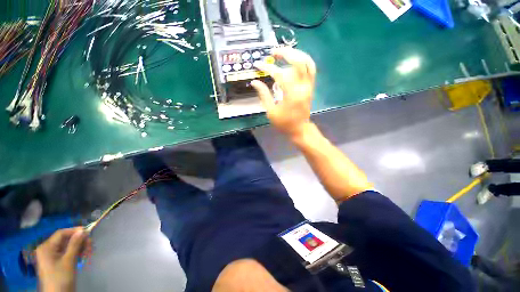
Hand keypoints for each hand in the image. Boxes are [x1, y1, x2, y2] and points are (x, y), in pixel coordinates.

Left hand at [35, 227, 89, 291]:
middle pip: (65, 240)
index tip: (88, 231)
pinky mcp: (56, 262)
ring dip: (79, 247)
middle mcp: (47, 249)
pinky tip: (83, 256)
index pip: (61, 233)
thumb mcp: (69, 261)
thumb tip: (83, 231)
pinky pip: (67, 253)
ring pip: (68, 247)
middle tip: (91, 245)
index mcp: (46, 247)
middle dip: (79, 241)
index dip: (74, 231)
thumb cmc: (61, 277)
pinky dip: (76, 253)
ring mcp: (51, 256)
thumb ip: (75, 244)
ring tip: (89, 252)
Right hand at [251, 48, 315, 138]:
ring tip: (284, 52)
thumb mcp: (271, 111)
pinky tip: (294, 60)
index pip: (279, 74)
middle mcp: (303, 87)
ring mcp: (309, 86)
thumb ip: (264, 95)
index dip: (267, 67)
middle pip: (298, 62)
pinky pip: (311, 69)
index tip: (258, 64)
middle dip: (285, 53)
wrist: (299, 129)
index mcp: (291, 95)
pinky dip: (303, 60)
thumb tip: (254, 81)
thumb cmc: (284, 123)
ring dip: (296, 54)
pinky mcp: (311, 87)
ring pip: (307, 62)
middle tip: (273, 52)